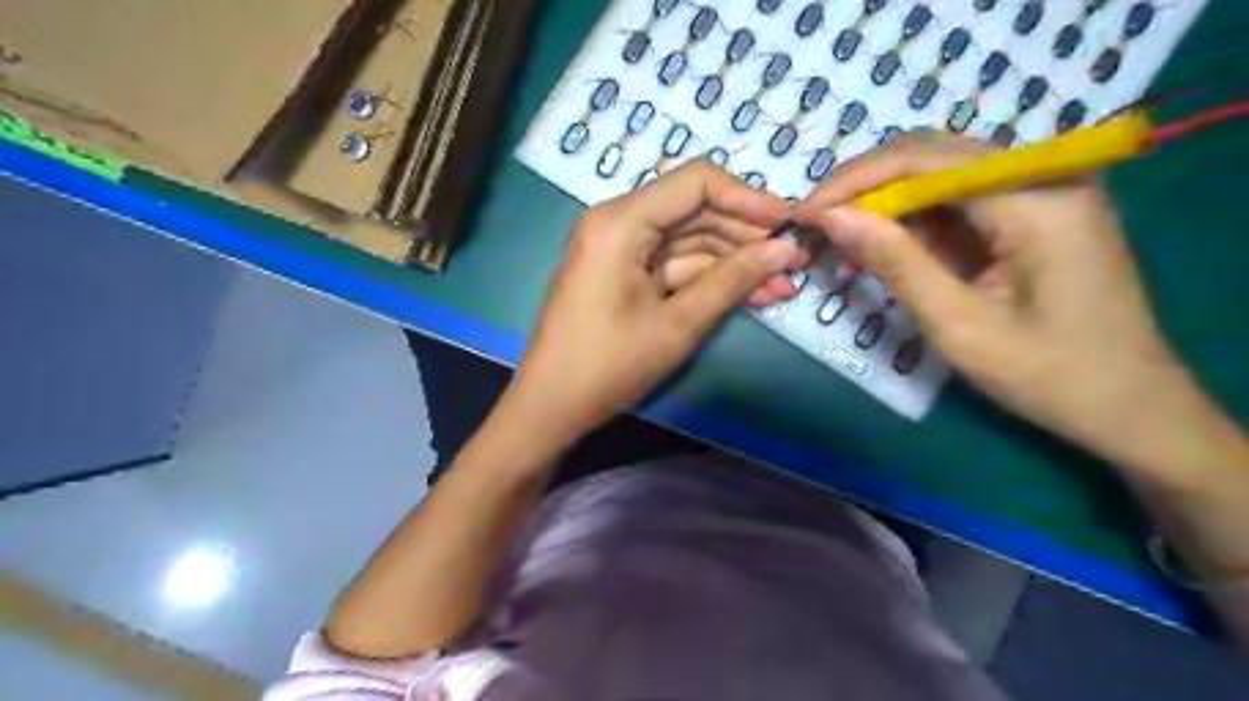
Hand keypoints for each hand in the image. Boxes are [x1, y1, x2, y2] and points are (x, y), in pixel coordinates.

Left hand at [505, 159, 799, 444]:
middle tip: (794, 261)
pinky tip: (752, 295)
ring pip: (690, 242)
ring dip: (735, 263)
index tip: (790, 223)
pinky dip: (709, 279)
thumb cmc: (609, 365)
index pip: (697, 183)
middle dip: (747, 237)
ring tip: (783, 286)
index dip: (749, 199)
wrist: (552, 406)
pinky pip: (674, 266)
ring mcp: (621, 249)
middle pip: (696, 211)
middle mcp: (619, 222)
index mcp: (622, 221)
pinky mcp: (624, 273)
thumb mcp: (678, 323)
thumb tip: (786, 249)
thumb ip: (733, 280)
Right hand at [793, 132, 1205, 471]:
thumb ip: (896, 262)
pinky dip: (913, 220)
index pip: (926, 159)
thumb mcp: (959, 324)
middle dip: (865, 186)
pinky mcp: (1031, 214)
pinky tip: (882, 244)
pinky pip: (958, 201)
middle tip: (817, 222)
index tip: (806, 213)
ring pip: (940, 174)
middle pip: (932, 154)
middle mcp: (1042, 177)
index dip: (856, 180)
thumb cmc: (1047, 375)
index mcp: (1036, 199)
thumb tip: (832, 218)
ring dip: (885, 202)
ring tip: (839, 235)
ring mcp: (1040, 192)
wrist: (1127, 406)